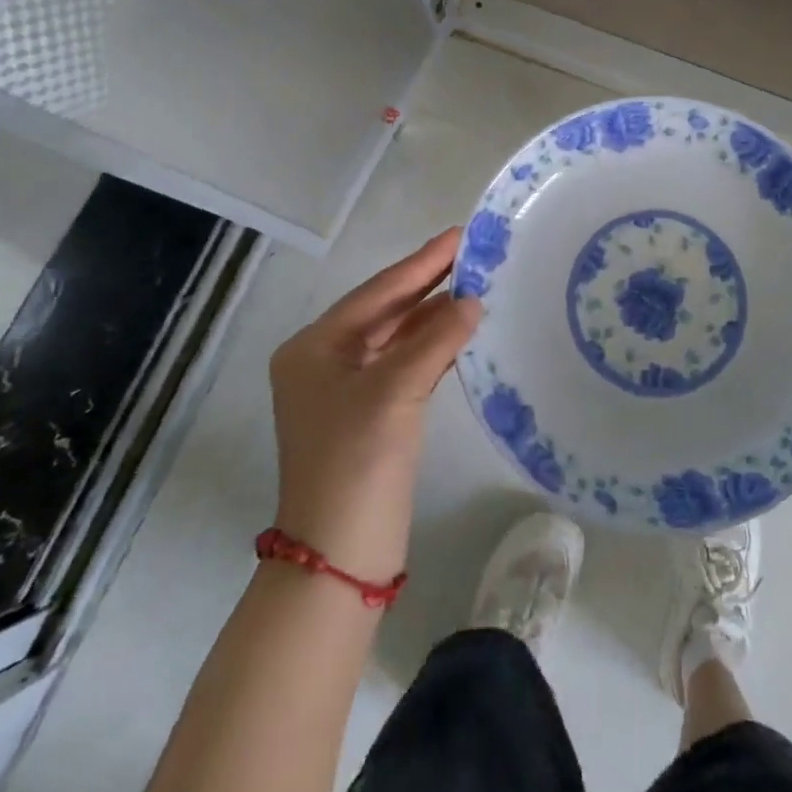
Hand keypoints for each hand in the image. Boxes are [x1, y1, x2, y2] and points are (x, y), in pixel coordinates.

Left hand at [269, 229, 481, 581]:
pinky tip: (461, 330)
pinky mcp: (368, 414)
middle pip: (385, 310)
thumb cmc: (356, 461)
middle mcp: (324, 361)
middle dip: (429, 284)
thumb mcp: (396, 391)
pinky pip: (404, 364)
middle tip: (474, 254)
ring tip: (477, 285)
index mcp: (314, 347)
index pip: (378, 292)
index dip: (422, 263)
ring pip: (396, 337)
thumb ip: (437, 339)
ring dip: (433, 315)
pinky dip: (432, 346)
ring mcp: (345, 390)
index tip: (460, 235)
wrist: (339, 556)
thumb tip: (473, 301)